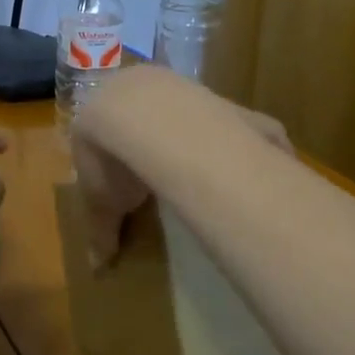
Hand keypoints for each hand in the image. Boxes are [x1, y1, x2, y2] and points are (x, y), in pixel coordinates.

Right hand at [73, 68, 291, 267]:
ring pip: (193, 110)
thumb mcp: (100, 200)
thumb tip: (98, 268)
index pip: (104, 119)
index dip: (112, 141)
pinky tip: (257, 168)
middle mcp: (141, 86)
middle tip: (163, 167)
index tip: (121, 166)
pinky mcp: (226, 100)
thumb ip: (101, 229)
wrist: (152, 122)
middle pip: (149, 109)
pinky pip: (240, 123)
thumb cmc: (114, 158)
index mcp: (102, 104)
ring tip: (209, 170)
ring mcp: (186, 88)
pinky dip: (249, 142)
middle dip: (155, 133)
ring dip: (199, 134)